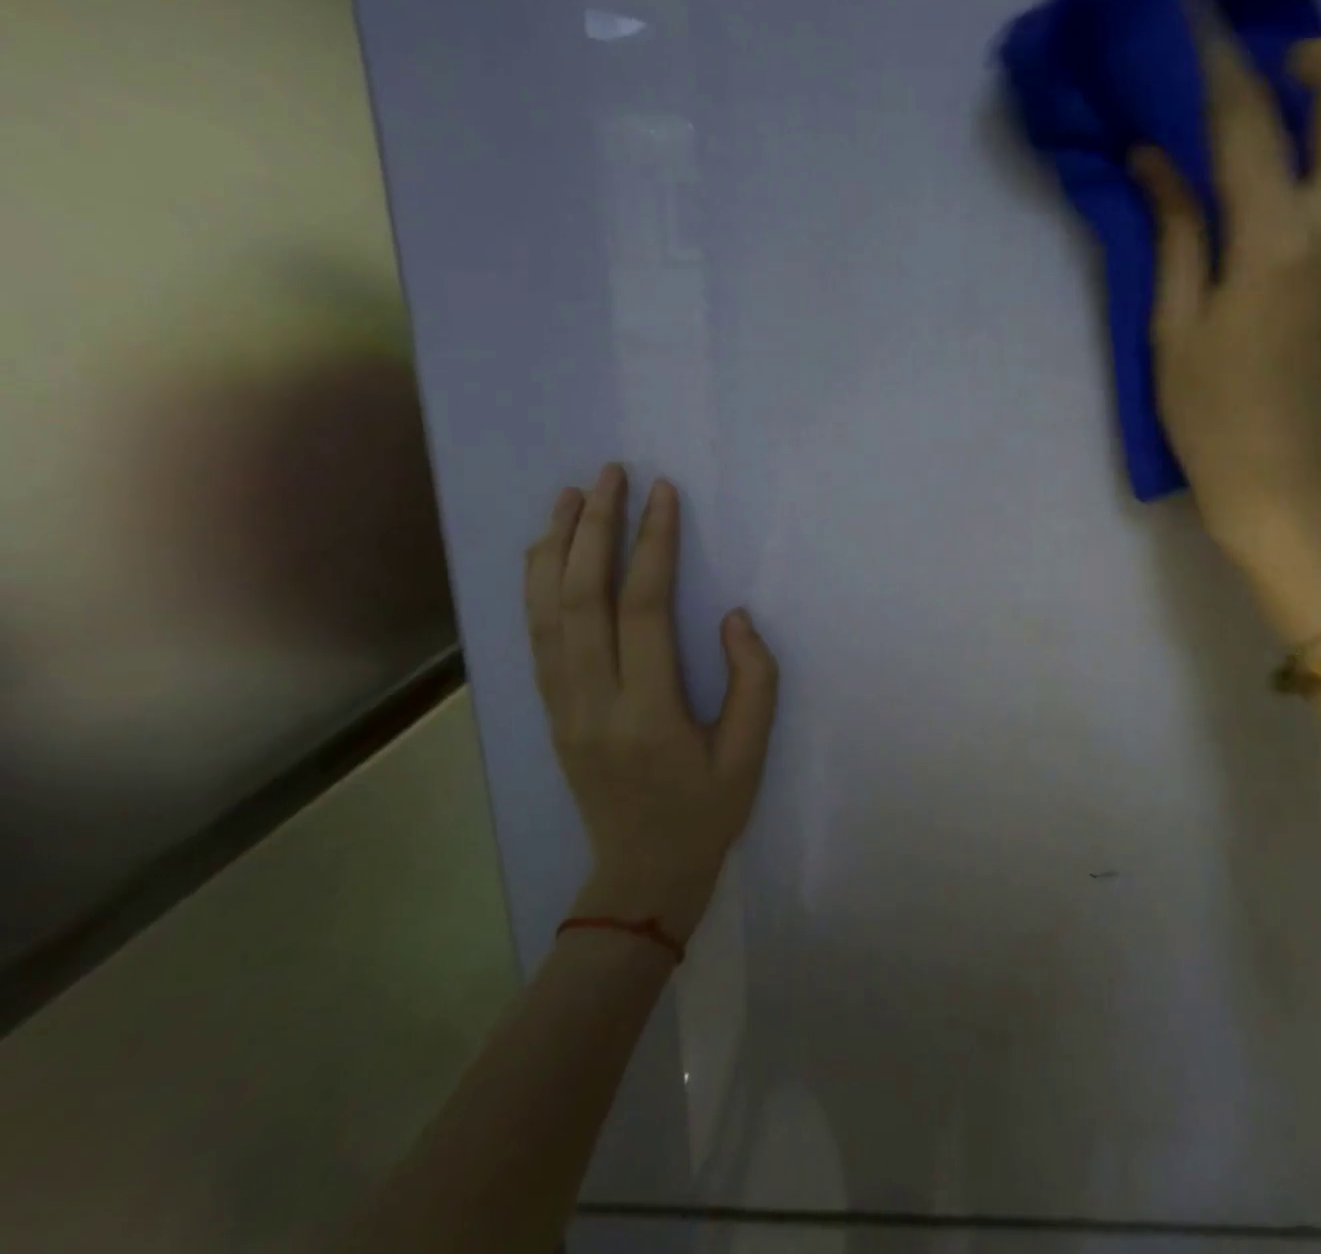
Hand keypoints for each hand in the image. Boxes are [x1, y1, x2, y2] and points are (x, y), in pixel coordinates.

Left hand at [524, 464, 777, 942]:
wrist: (641, 877)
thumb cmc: (705, 813)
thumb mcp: (750, 754)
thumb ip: (753, 681)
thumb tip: (733, 617)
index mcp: (647, 713)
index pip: (644, 609)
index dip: (653, 545)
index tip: (662, 494)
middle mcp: (592, 702)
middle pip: (581, 599)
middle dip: (594, 528)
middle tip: (609, 474)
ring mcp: (562, 707)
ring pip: (546, 613)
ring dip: (556, 547)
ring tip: (569, 496)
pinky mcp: (551, 712)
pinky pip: (535, 639)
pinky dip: (536, 587)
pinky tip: (544, 553)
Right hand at [1133, 34, 1320, 563]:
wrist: (1284, 480)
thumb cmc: (1208, 414)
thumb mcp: (1172, 326)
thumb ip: (1174, 230)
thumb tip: (1153, 156)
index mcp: (1274, 243)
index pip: (1248, 119)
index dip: (1218, 59)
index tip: (1198, 17)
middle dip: (1317, 56)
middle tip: (1272, 84)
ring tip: (1307, 141)